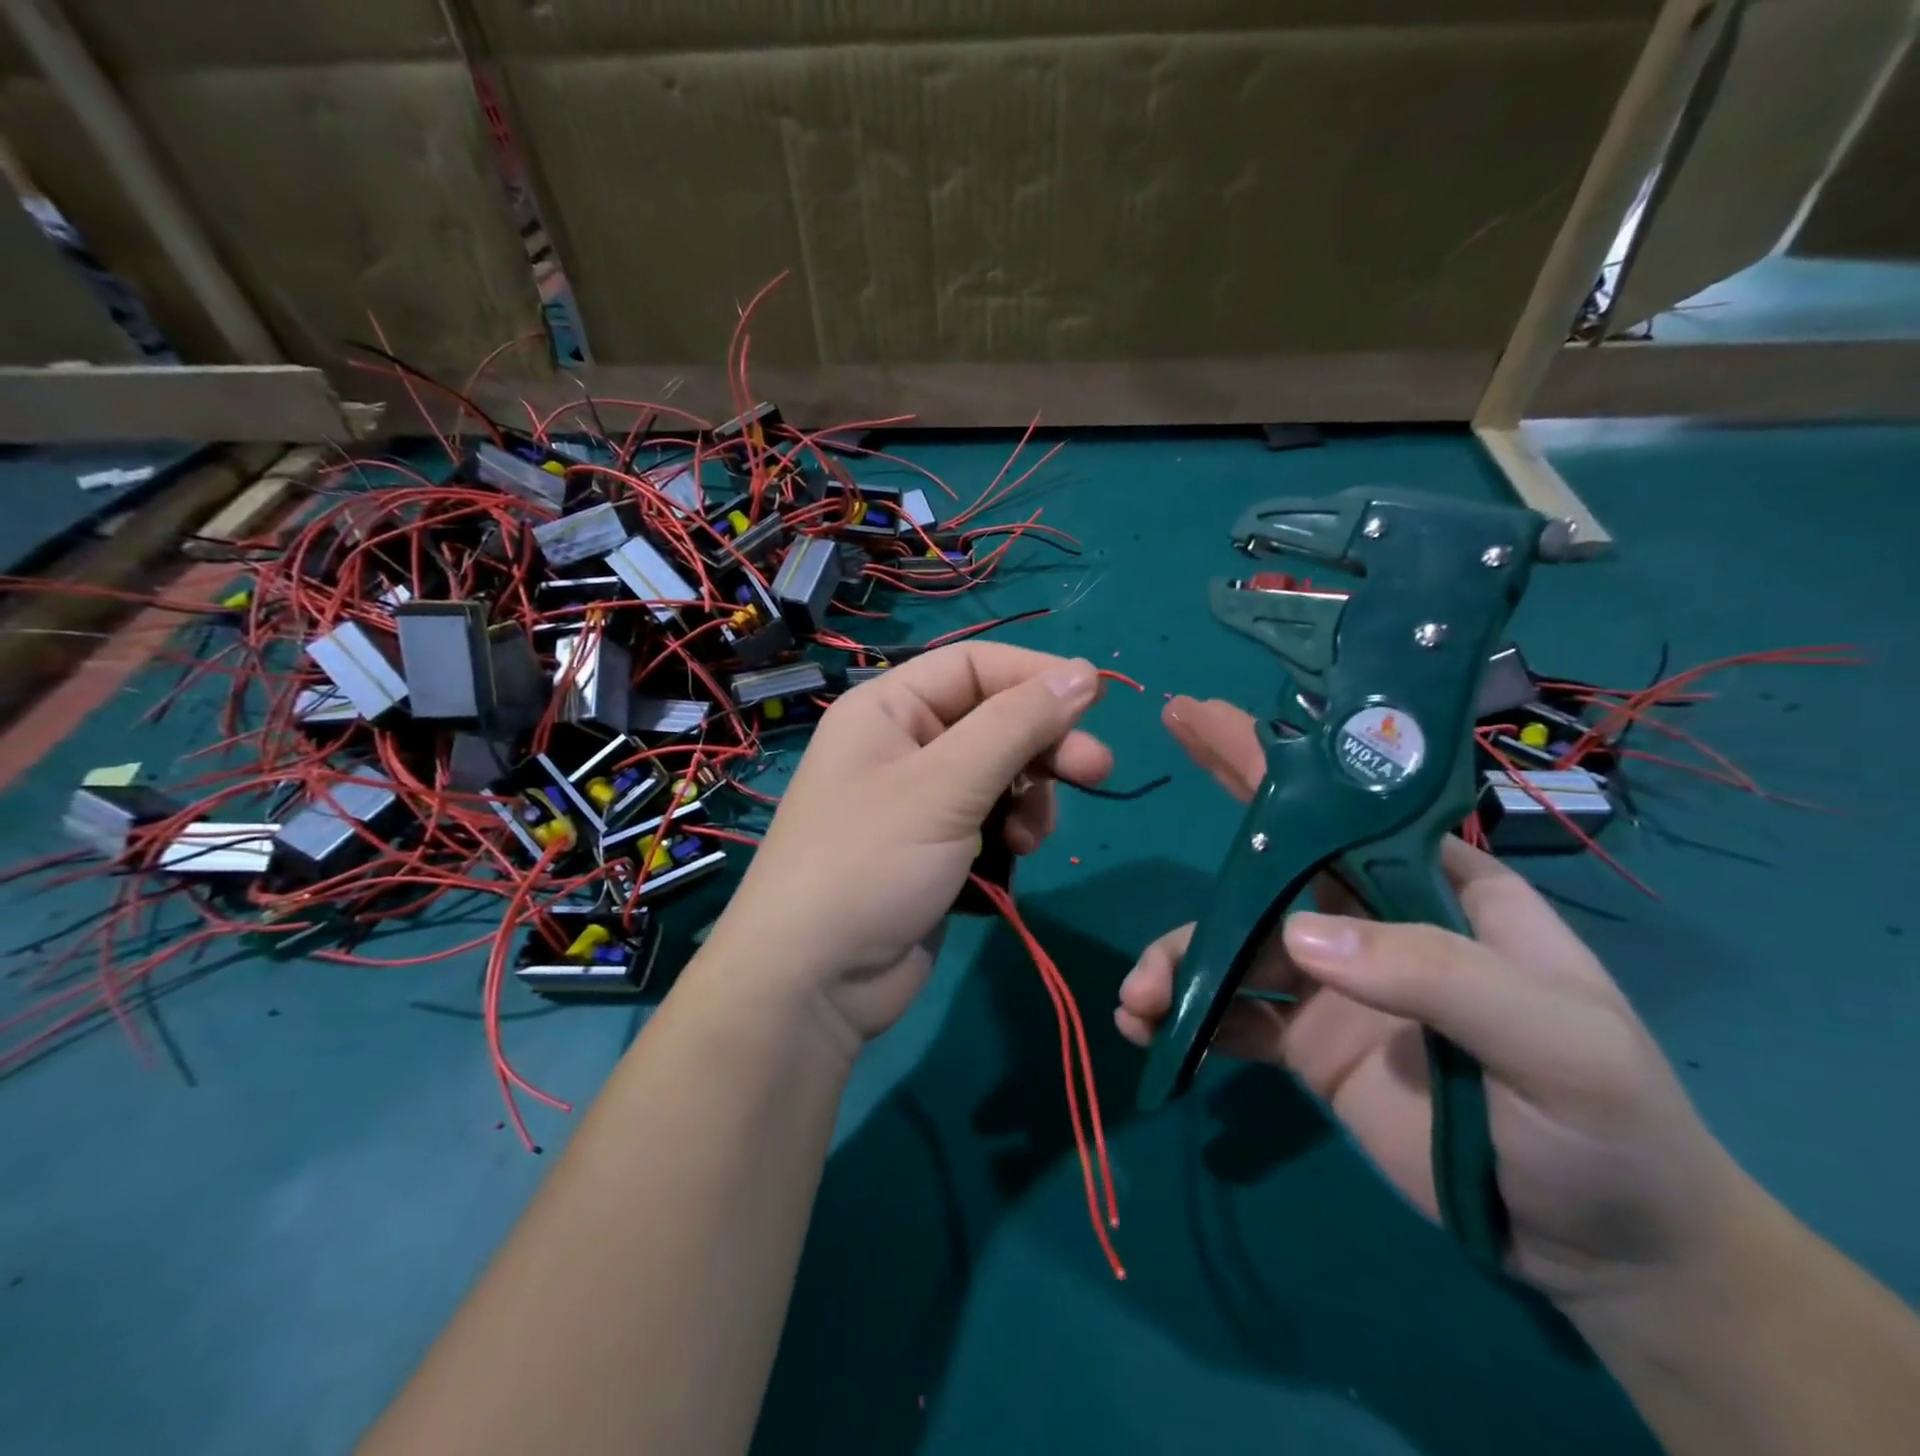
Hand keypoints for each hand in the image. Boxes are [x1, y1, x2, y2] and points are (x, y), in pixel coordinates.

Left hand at [708, 643, 1112, 1051]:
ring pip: (1000, 774)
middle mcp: (903, 745)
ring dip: (1030, 797)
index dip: (1036, 675)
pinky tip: (1014, 857)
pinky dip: (1011, 832)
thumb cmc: (870, 863)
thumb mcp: (946, 785)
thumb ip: (1017, 725)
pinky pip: (990, 819)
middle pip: (994, 720)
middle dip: (1045, 745)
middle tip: (1097, 770)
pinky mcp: (936, 849)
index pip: (974, 666)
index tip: (1096, 700)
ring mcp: (919, 801)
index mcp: (888, 709)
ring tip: (1030, 836)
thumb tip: (1083, 672)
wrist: (813, 984)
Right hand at [1117, 696, 1748, 1308]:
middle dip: (1210, 823)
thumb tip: (1297, 936)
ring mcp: (1331, 982)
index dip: (1277, 761)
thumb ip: (1434, 972)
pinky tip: (1151, 1031)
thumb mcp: (1554, 1039)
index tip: (1211, 719)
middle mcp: (1371, 920)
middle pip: (1271, 860)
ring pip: (1231, 944)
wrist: (1602, 1248)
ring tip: (1139, 999)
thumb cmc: (1607, 1123)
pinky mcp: (1303, 1040)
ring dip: (1176, 960)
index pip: (1345, 808)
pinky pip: (1228, 1013)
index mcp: (1434, 888)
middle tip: (1152, 774)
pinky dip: (1185, 1015)